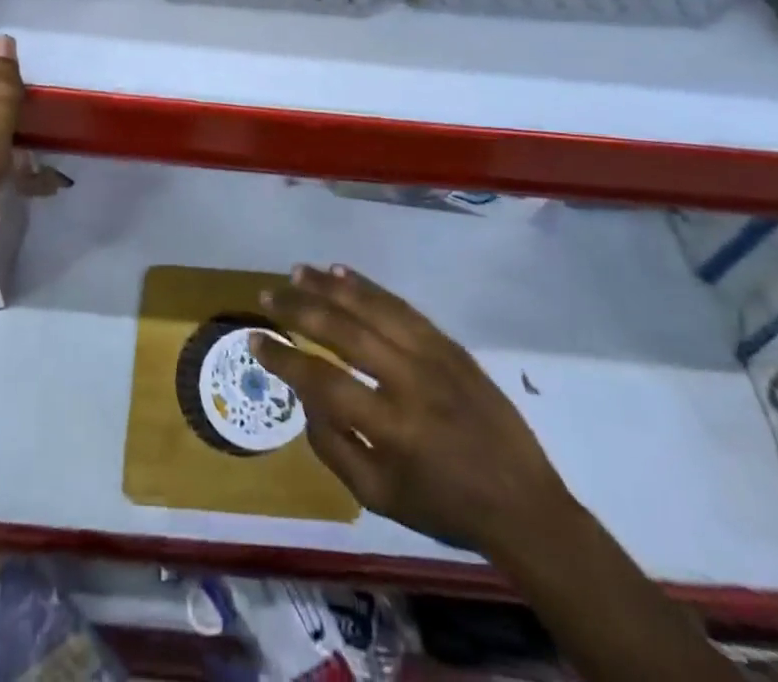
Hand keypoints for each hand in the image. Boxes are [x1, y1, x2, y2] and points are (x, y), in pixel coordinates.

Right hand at [253, 265, 573, 556]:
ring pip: (372, 308)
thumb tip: (305, 399)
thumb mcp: (381, 498)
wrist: (523, 503)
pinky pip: (401, 306)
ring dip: (331, 287)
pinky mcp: (448, 343)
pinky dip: (369, 288)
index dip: (283, 359)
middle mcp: (408, 381)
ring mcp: (432, 355)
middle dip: (299, 309)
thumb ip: (333, 448)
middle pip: (343, 332)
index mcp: (391, 428)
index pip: (322, 382)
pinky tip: (344, 273)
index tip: (254, 339)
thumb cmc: (445, 507)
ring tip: (299, 271)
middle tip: (267, 294)